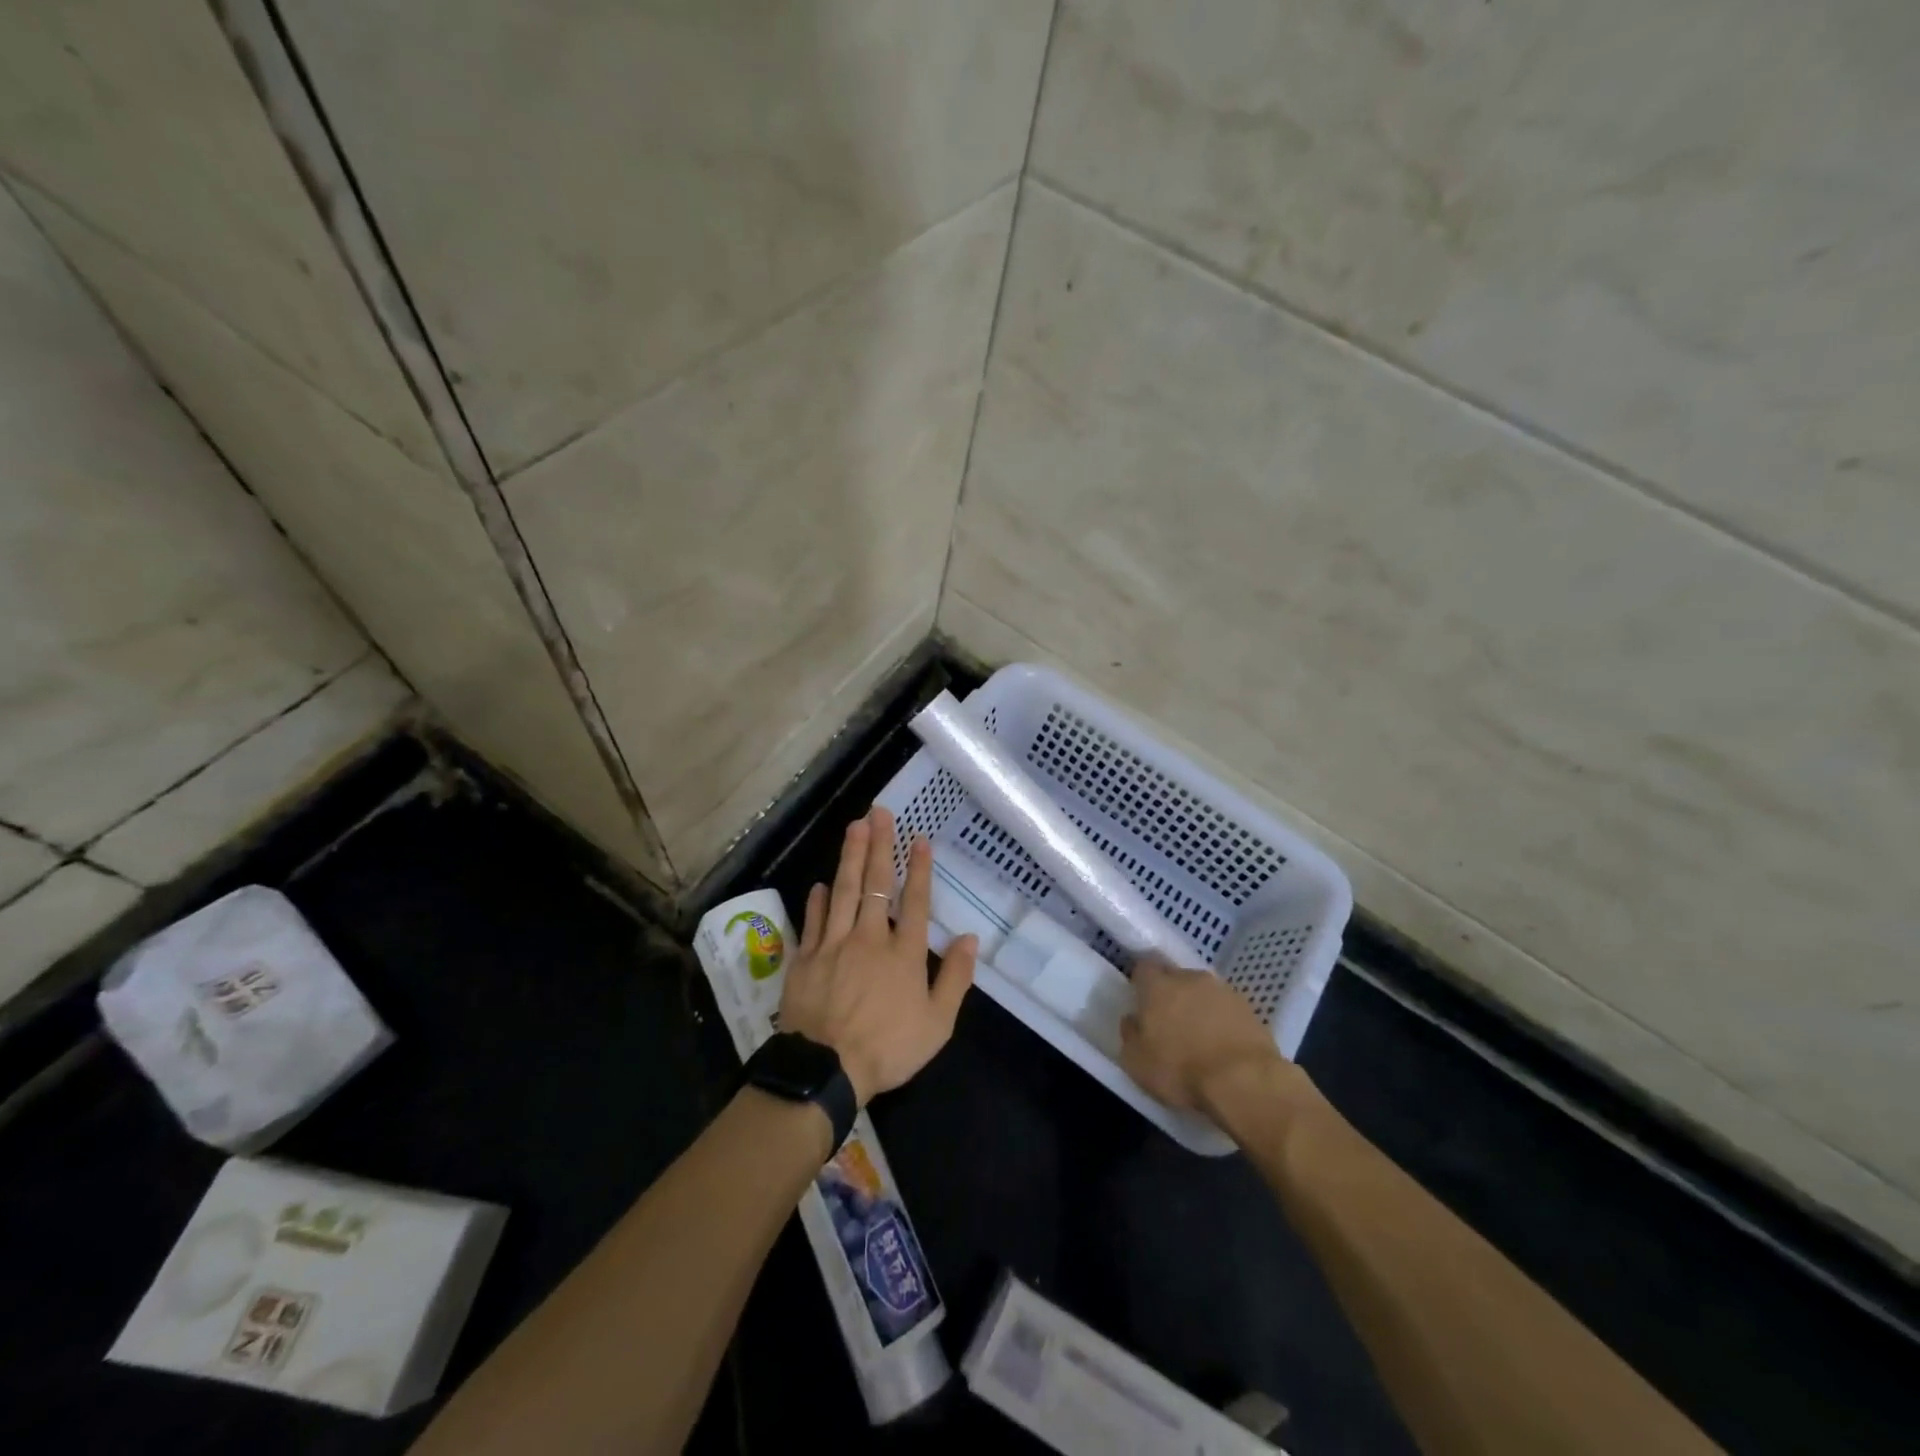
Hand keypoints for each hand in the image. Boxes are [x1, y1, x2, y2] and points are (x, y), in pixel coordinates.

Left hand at [778, 807, 978, 1105]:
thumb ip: (956, 978)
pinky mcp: (806, 958)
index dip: (919, 867)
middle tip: (879, 812)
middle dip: (880, 846)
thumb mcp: (938, 1023)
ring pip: (843, 891)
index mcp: (904, 953)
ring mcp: (834, 944)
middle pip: (876, 884)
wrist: (826, 1069)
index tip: (918, 837)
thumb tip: (970, 938)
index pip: (916, 900)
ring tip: (854, 826)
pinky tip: (821, 883)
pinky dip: (817, 900)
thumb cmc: (888, 1048)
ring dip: (850, 857)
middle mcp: (870, 938)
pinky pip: (813, 921)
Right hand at [1120, 954, 1296, 1117]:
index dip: (1142, 984)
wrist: (1244, 1081)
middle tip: (1170, 1023)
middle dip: (1171, 994)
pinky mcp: (1248, 1008)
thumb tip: (1133, 1020)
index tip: (1142, 1003)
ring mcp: (1222, 990)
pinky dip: (1222, 1021)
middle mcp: (1189, 978)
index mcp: (1157, 986)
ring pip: (1203, 992)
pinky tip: (1222, 1045)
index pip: (1143, 968)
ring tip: (1200, 1036)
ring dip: (1199, 1007)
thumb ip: (1130, 1034)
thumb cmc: (1181, 1069)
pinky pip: (1226, 1008)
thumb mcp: (1136, 1062)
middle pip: (1175, 977)